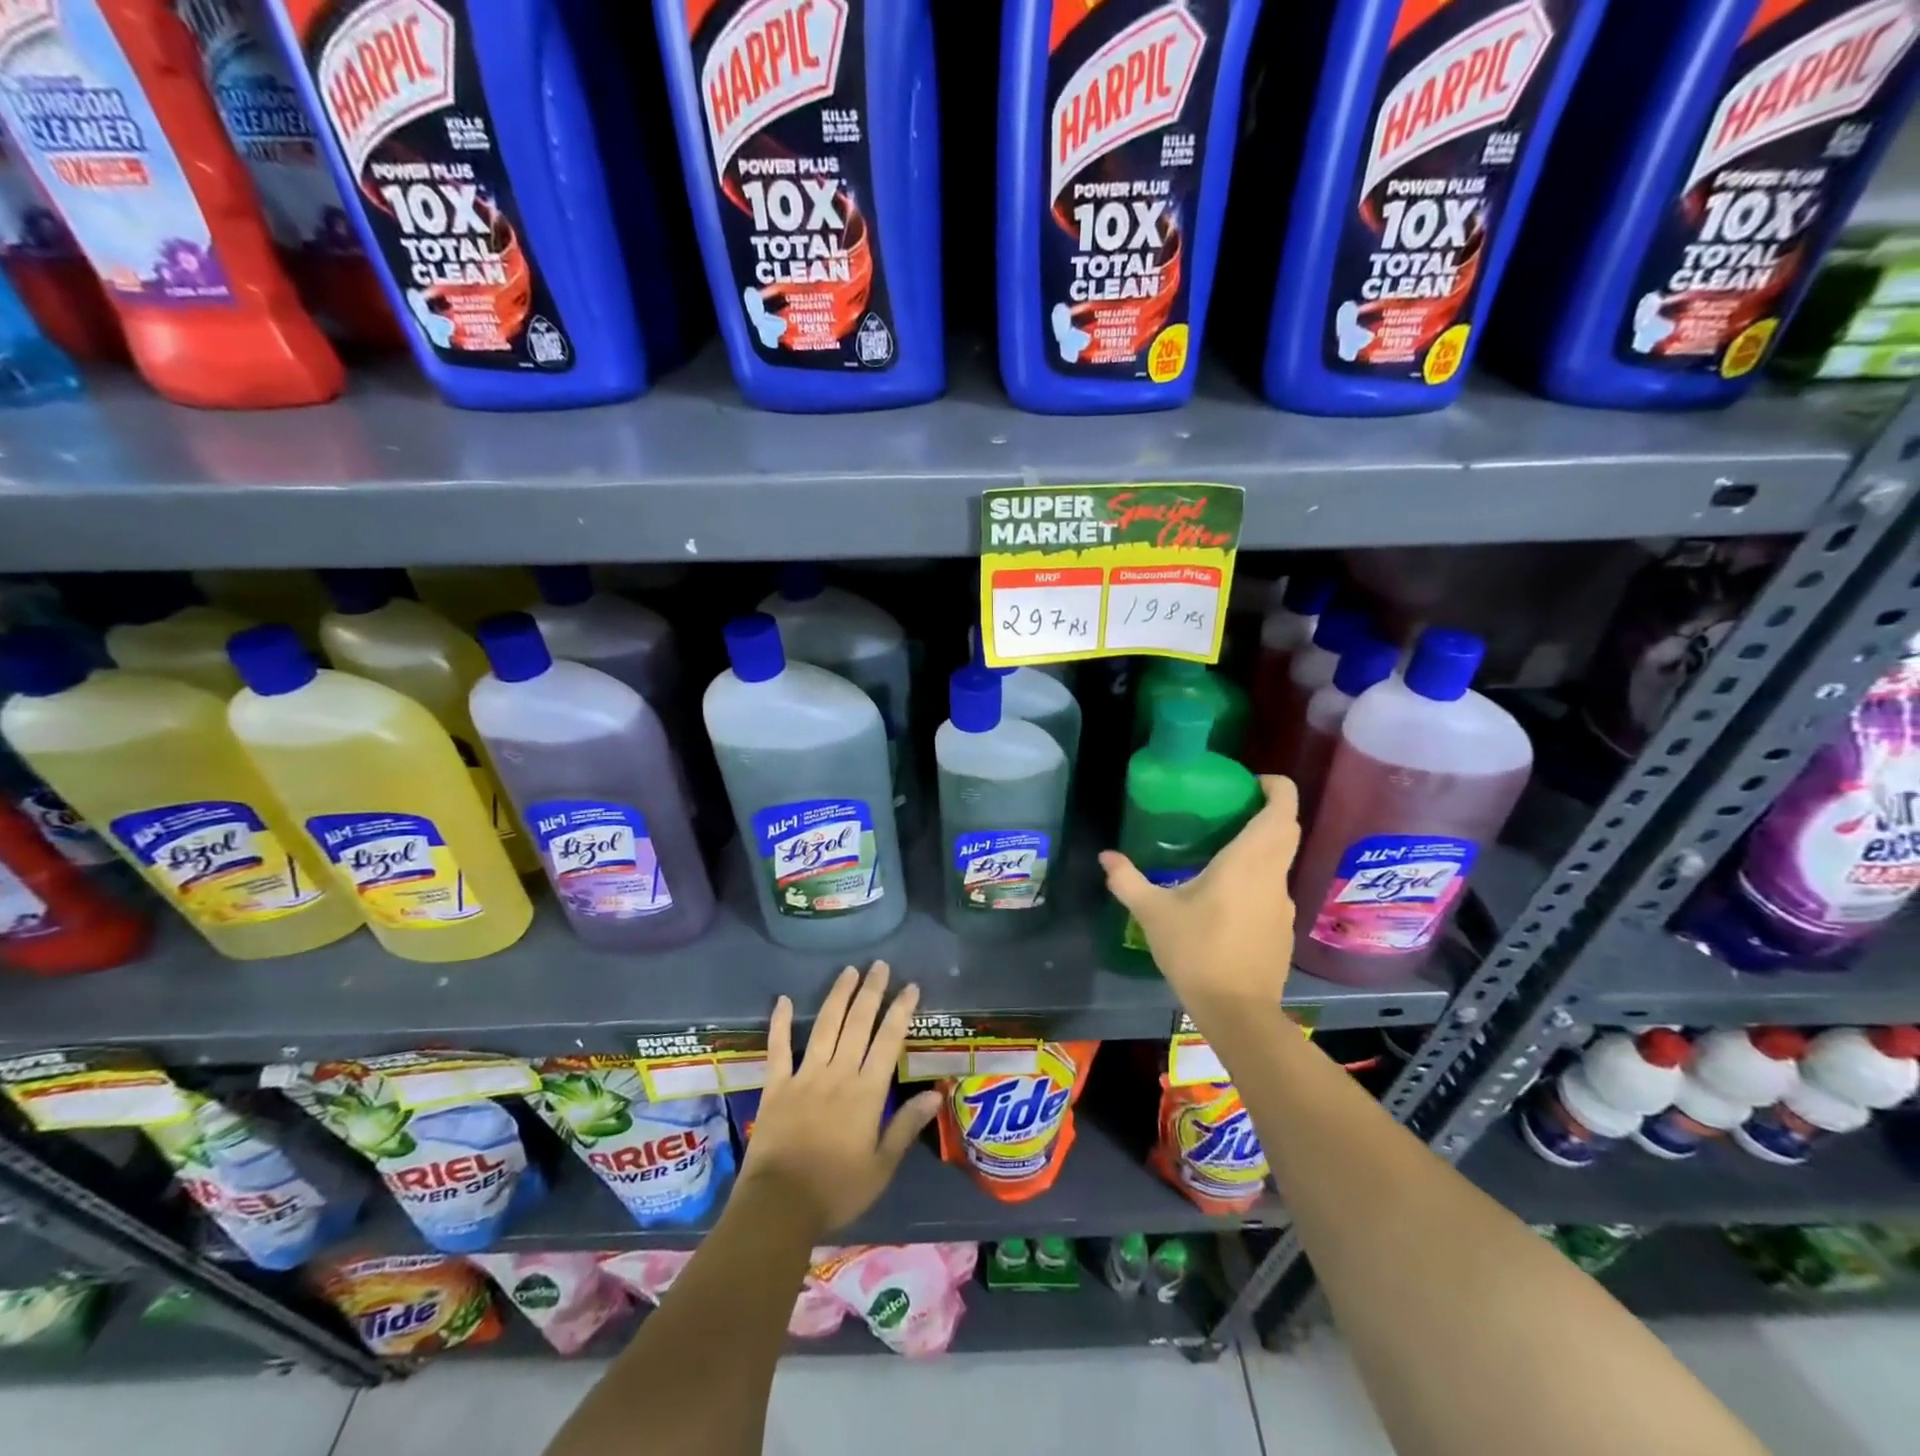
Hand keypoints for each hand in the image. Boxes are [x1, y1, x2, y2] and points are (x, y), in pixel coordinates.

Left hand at [738, 961, 940, 1239]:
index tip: (911, 987)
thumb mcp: (881, 1166)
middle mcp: (838, 1074)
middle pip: (858, 1023)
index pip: (889, 1041)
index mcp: (866, 1092)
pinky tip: (782, 1000)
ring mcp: (805, 1076)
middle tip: (880, 965)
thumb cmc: (837, 1190)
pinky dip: (780, 1023)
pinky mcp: (776, 1086)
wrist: (779, 1206)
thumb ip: (906, 1126)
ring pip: (825, 1026)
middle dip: (871, 992)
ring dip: (838, 996)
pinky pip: (778, 1048)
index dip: (901, 1011)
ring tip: (849, 971)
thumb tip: (935, 1093)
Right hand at [1099, 775, 1299, 1018]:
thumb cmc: (1196, 952)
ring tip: (1225, 849)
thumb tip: (1106, 856)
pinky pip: (1274, 888)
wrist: (1237, 1011)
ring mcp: (1282, 903)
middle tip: (1235, 805)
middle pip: (1287, 830)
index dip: (1277, 787)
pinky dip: (1258, 877)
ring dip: (1263, 845)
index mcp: (1248, 862)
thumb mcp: (1153, 913)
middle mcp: (1273, 876)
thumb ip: (1128, 880)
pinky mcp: (1283, 928)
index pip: (1281, 810)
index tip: (1254, 780)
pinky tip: (1228, 897)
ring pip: (1281, 860)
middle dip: (1270, 810)